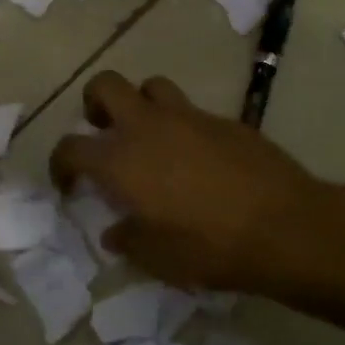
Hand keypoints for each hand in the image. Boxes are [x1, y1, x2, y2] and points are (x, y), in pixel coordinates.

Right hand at [50, 71, 335, 294]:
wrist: (284, 226)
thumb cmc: (210, 247)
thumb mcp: (158, 259)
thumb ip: (129, 240)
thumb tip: (115, 232)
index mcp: (120, 160)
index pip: (70, 147)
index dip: (61, 163)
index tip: (69, 183)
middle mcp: (146, 126)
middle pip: (105, 85)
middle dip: (95, 104)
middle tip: (103, 133)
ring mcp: (187, 115)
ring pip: (150, 86)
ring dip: (141, 105)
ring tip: (150, 137)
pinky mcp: (222, 118)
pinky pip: (190, 110)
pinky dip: (182, 126)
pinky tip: (197, 157)